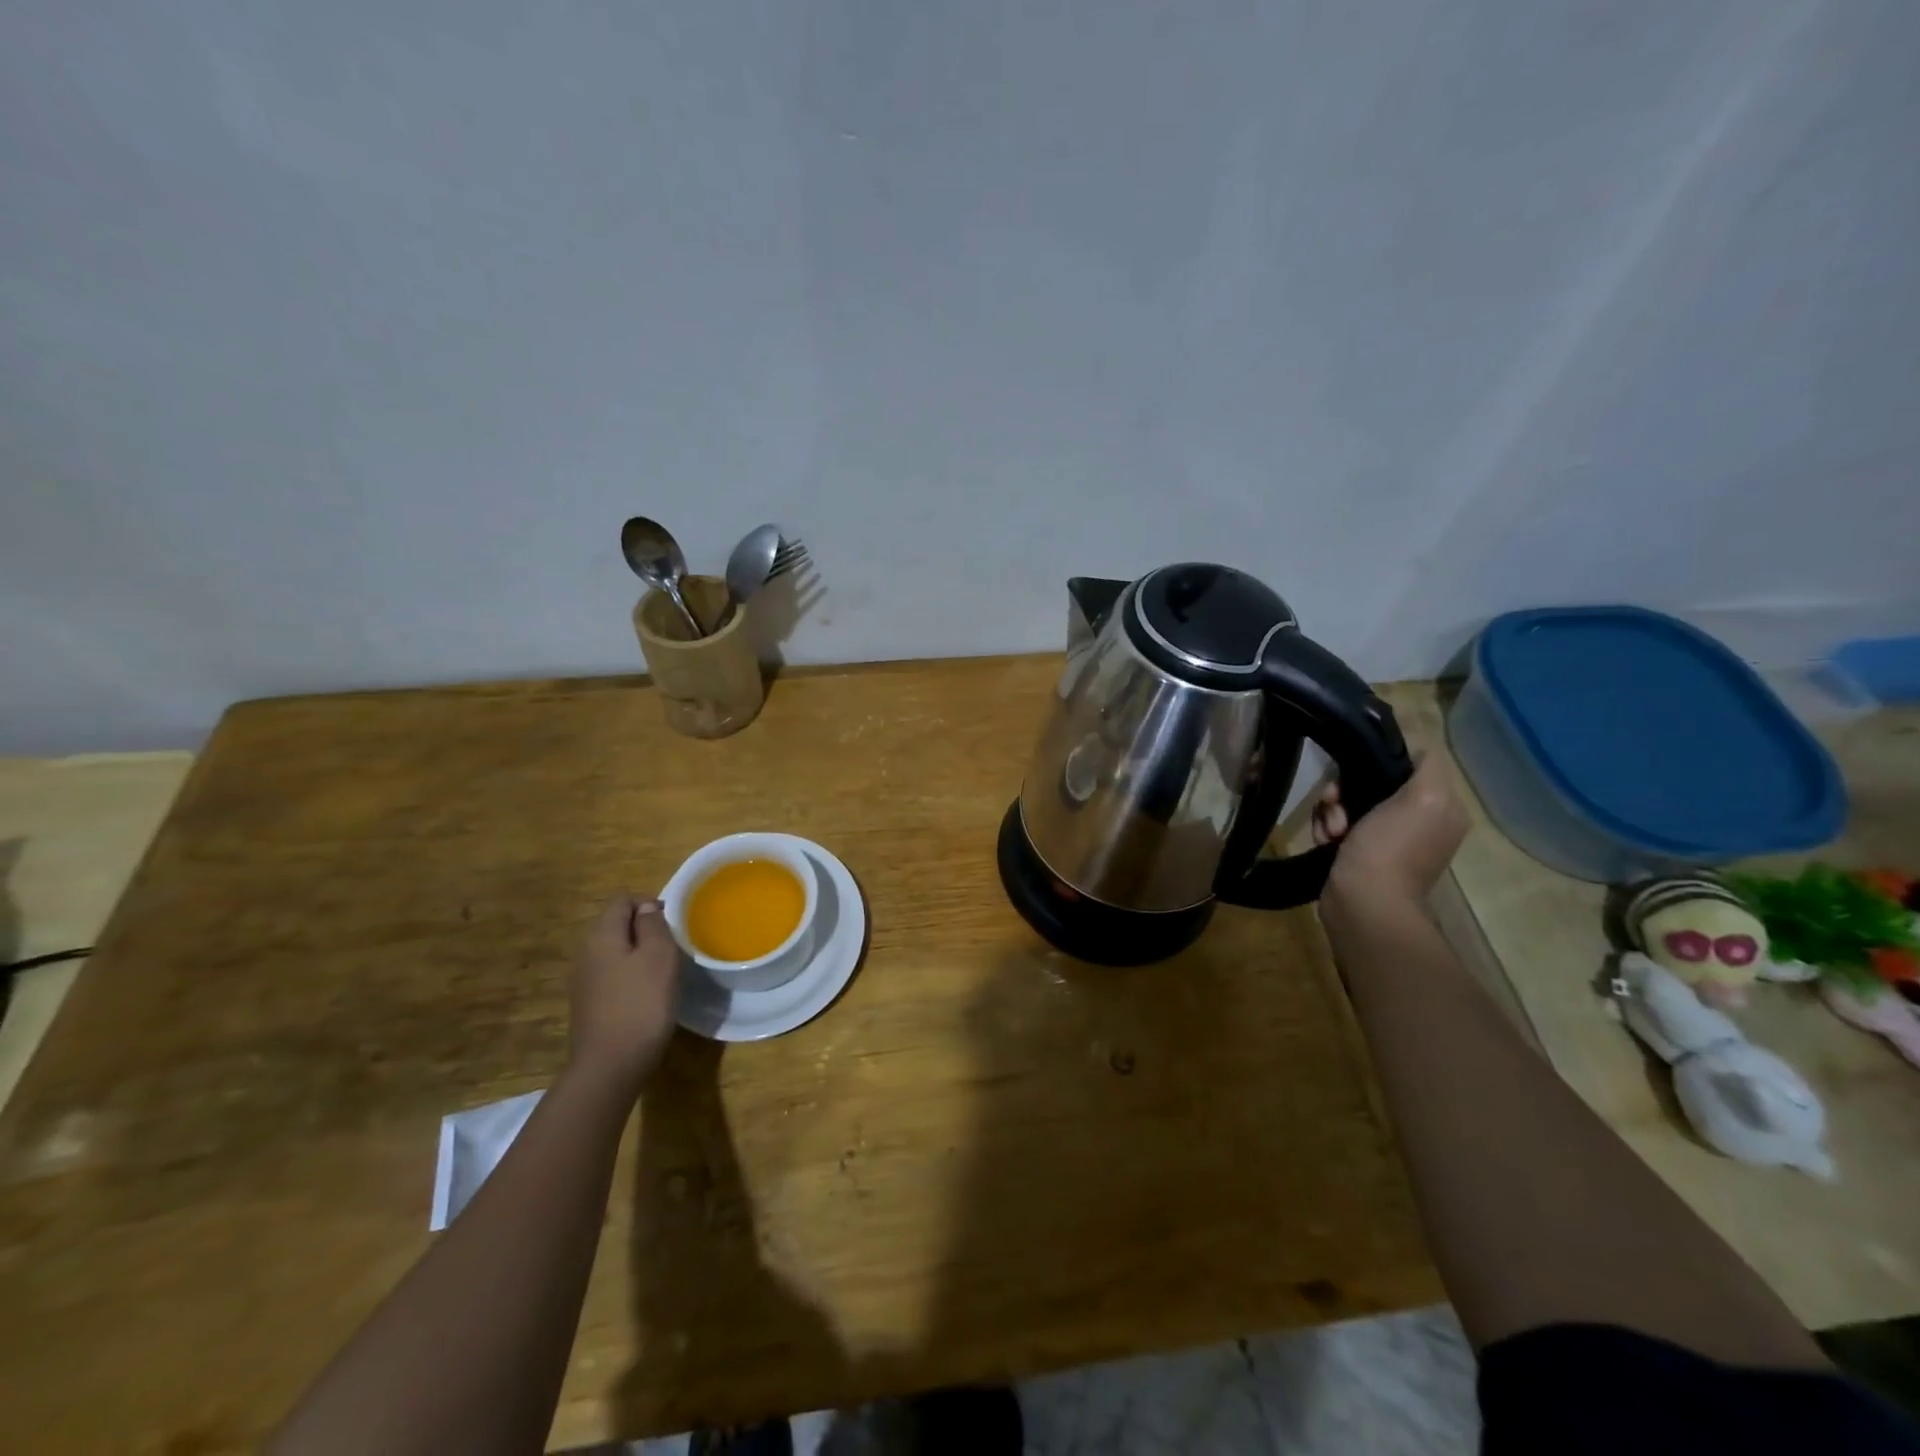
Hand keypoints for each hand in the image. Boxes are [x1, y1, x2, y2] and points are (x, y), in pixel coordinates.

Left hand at [568, 895, 681, 1091]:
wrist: (609, 1067)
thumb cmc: (641, 1004)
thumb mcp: (659, 957)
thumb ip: (653, 925)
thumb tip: (646, 910)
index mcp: (601, 935)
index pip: (623, 901)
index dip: (649, 904)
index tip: (672, 924)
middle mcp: (586, 952)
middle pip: (615, 924)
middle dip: (644, 929)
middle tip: (672, 947)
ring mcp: (583, 980)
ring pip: (614, 951)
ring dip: (638, 953)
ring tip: (663, 971)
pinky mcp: (588, 1004)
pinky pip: (611, 975)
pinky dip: (629, 975)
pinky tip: (646, 994)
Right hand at [1313, 753, 1467, 905]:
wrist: (1363, 903)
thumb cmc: (1391, 849)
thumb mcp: (1423, 798)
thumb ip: (1429, 766)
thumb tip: (1419, 748)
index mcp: (1442, 808)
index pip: (1406, 766)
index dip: (1377, 764)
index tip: (1356, 775)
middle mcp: (1419, 822)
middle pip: (1372, 784)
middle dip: (1346, 791)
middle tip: (1335, 806)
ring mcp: (1388, 840)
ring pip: (1350, 803)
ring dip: (1332, 811)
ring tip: (1330, 831)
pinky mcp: (1361, 853)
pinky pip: (1339, 825)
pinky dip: (1327, 829)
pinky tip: (1326, 840)